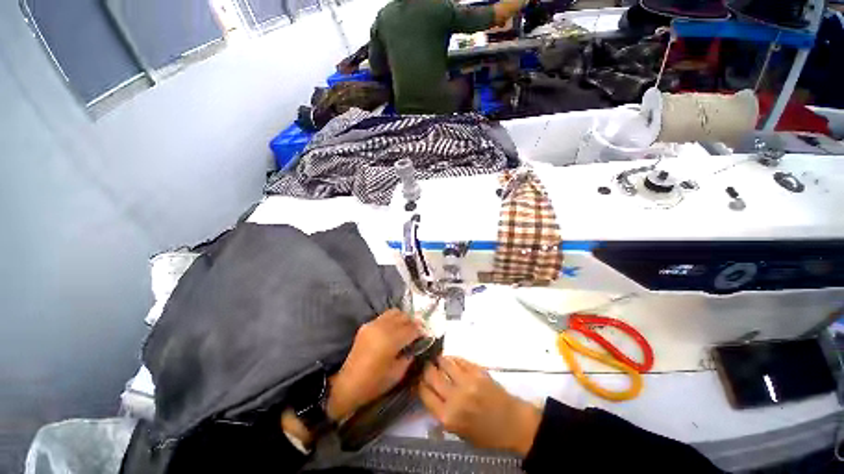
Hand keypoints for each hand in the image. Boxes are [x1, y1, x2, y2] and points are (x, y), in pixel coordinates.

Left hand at [327, 309, 424, 420]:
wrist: (348, 384)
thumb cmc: (374, 383)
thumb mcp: (397, 373)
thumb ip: (409, 355)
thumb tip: (415, 345)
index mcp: (391, 341)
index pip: (412, 329)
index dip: (421, 331)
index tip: (425, 334)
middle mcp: (382, 328)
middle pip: (404, 317)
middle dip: (413, 323)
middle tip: (417, 331)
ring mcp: (373, 324)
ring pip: (394, 312)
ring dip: (402, 318)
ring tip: (405, 328)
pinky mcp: (366, 325)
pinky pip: (384, 316)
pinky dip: (392, 319)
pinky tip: (393, 329)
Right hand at [419, 356, 541, 456]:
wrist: (512, 423)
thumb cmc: (485, 433)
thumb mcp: (458, 432)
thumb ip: (441, 414)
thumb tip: (428, 393)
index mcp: (447, 417)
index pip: (424, 393)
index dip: (419, 383)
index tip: (418, 378)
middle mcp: (454, 397)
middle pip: (431, 375)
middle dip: (426, 369)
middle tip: (426, 366)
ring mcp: (467, 382)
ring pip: (444, 362)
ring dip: (438, 360)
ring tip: (437, 359)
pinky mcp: (477, 371)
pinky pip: (459, 359)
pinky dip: (452, 358)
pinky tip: (450, 360)